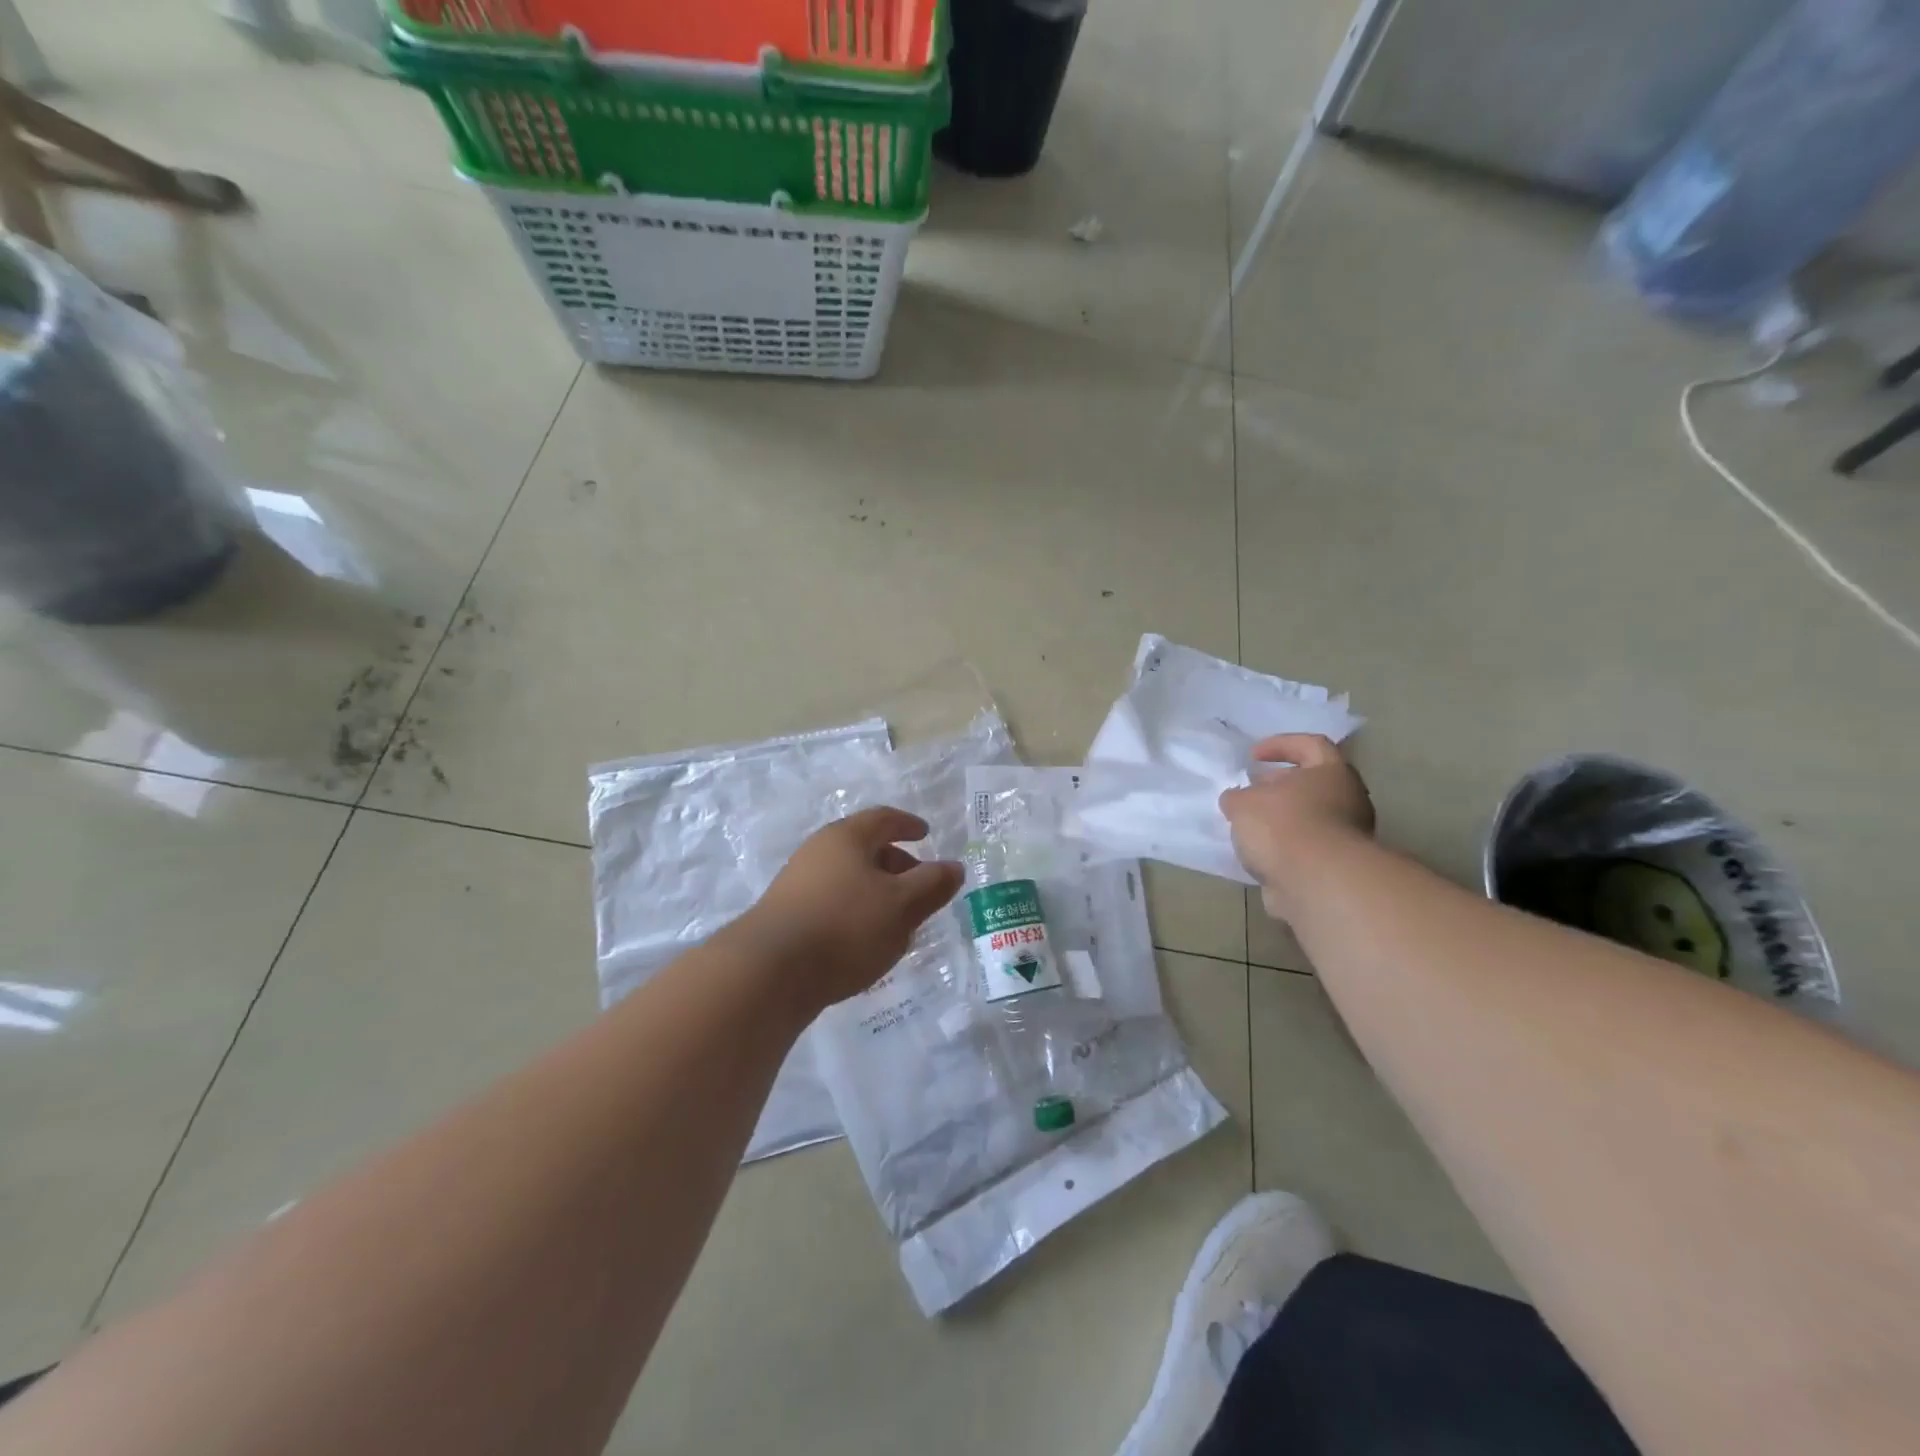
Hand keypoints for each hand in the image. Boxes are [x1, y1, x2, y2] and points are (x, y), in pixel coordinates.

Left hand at [740, 807, 964, 1011]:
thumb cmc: (845, 926)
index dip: (908, 825)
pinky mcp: (786, 916)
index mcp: (846, 837)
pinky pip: (832, 903)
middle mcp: (818, 852)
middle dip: (896, 865)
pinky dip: (856, 912)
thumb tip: (954, 867)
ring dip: (877, 893)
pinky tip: (864, 942)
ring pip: (849, 879)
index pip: (883, 819)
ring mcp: (797, 884)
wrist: (768, 972)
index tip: (926, 834)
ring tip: (898, 922)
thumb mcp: (902, 905)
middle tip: (920, 887)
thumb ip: (932, 885)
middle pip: (865, 849)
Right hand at [1220, 734, 1373, 922]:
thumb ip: (1237, 797)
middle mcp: (1348, 800)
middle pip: (1312, 784)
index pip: (1311, 745)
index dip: (1280, 745)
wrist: (1316, 883)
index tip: (1252, 756)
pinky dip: (1284, 849)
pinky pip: (1306, 850)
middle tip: (1250, 792)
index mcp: (1332, 773)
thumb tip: (1237, 801)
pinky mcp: (1338, 868)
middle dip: (1278, 787)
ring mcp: (1347, 837)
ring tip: (1248, 827)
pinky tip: (1259, 855)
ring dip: (1280, 821)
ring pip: (1309, 819)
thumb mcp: (1243, 803)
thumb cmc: (1283, 826)